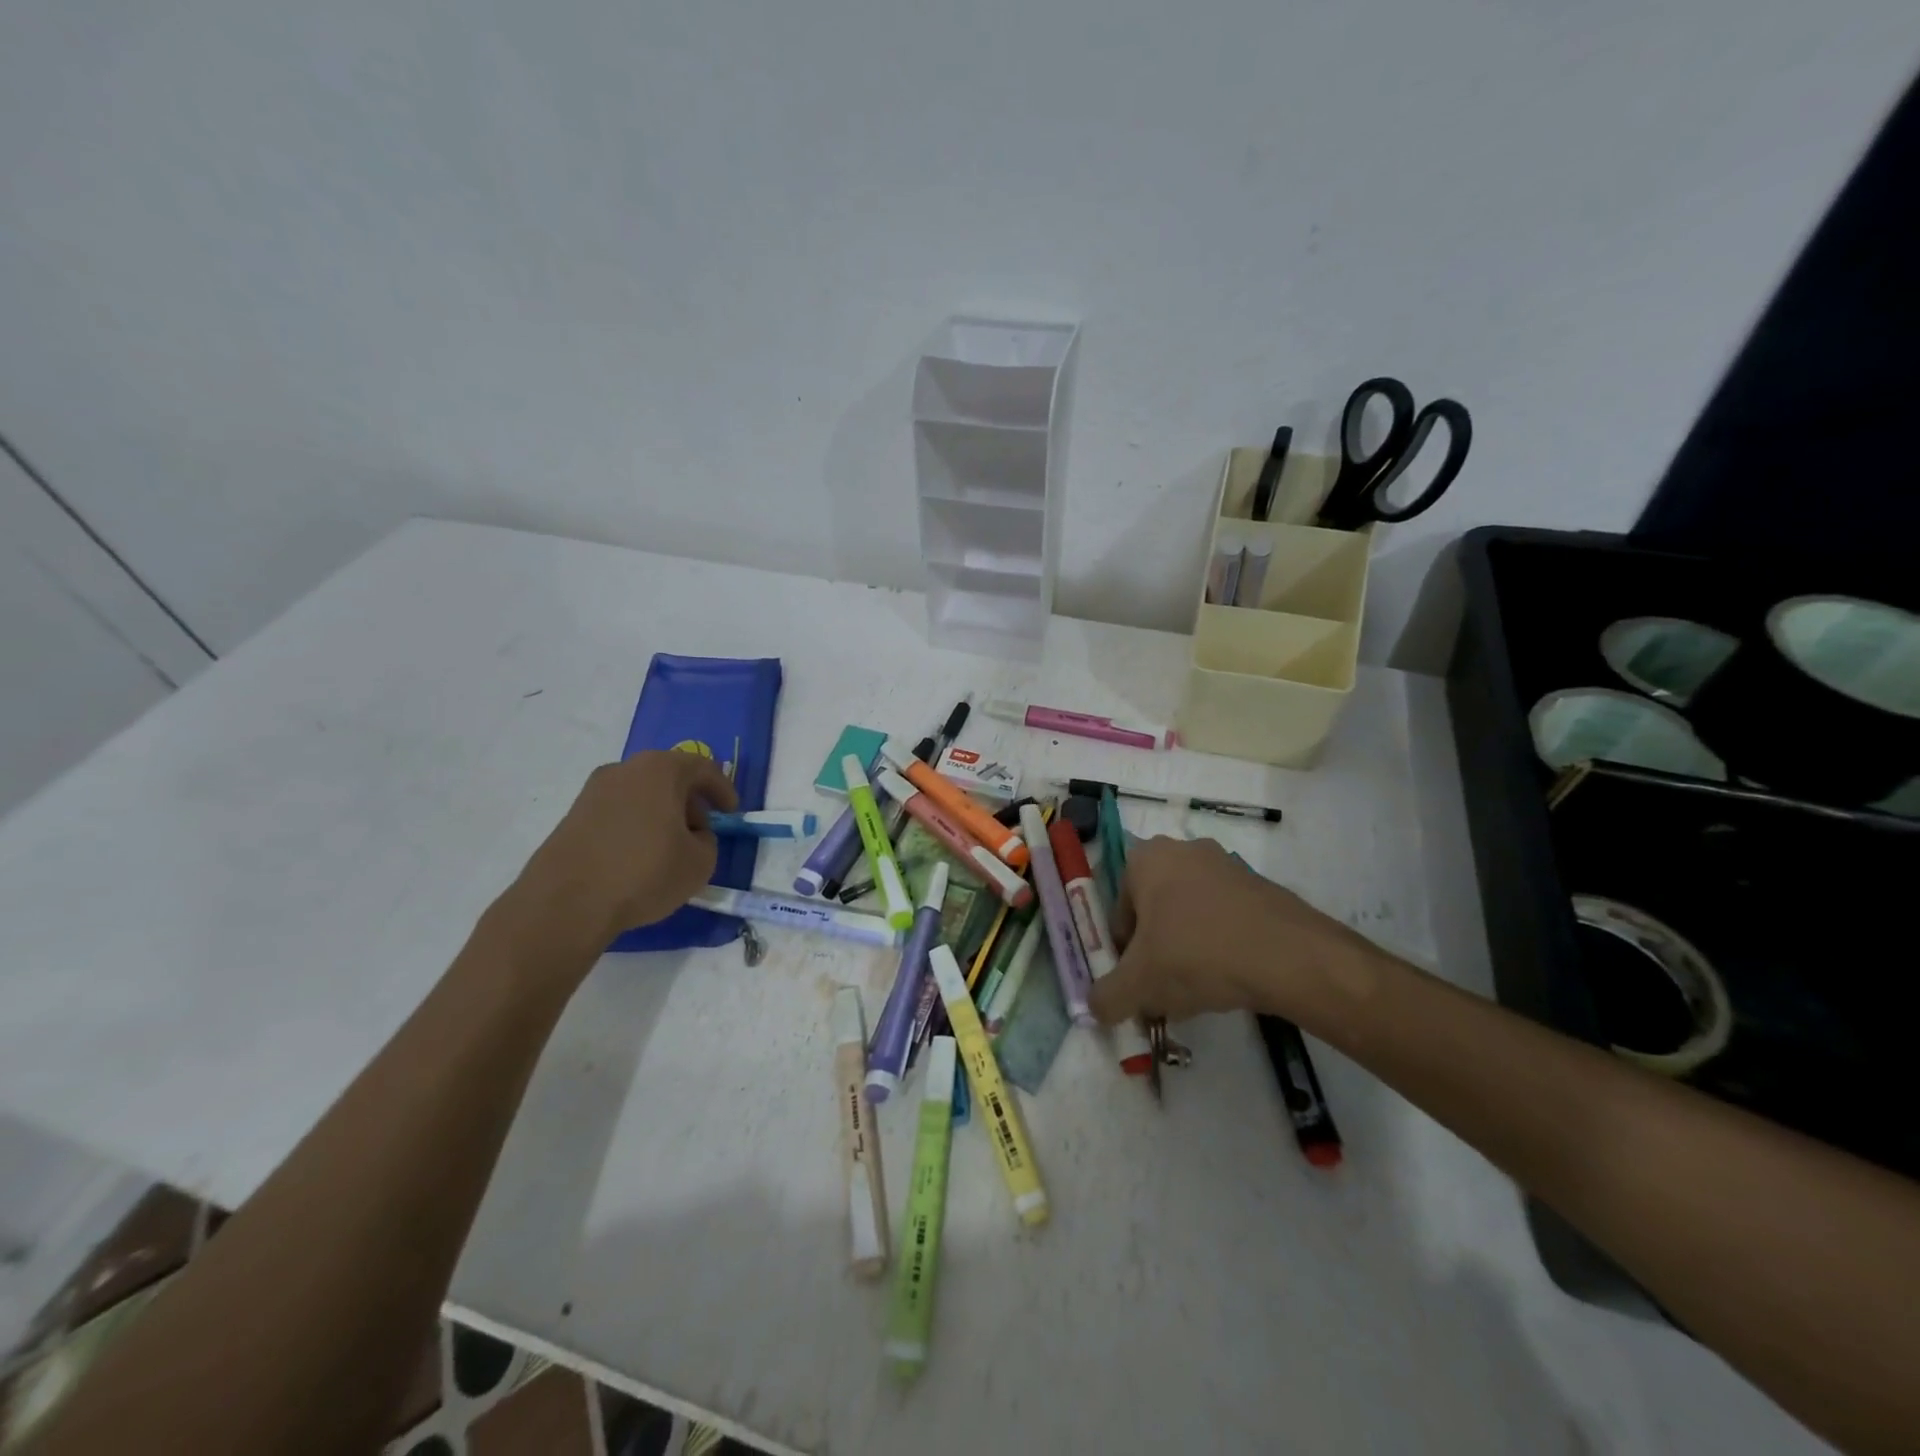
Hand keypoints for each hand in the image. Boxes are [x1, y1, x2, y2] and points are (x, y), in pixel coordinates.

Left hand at [502, 751, 738, 957]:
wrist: (566, 903)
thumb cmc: (644, 872)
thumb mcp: (701, 862)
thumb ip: (707, 840)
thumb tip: (692, 835)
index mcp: (661, 769)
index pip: (702, 768)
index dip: (723, 790)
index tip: (732, 813)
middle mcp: (625, 769)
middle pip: (669, 776)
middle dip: (690, 801)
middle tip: (702, 829)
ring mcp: (594, 791)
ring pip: (642, 793)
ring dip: (661, 813)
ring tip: (670, 847)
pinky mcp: (573, 815)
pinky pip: (619, 811)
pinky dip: (636, 825)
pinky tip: (639, 855)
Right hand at [1088, 836, 1385, 1024]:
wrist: (1288, 956)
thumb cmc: (1197, 955)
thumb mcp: (1139, 985)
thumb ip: (1107, 996)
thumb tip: (1095, 1006)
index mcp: (1145, 859)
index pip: (1118, 912)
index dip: (1123, 954)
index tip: (1138, 984)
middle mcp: (1182, 850)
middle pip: (1154, 911)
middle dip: (1156, 951)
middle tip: (1164, 989)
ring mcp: (1225, 864)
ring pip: (1190, 915)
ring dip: (1187, 949)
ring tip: (1199, 990)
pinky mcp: (1259, 885)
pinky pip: (1224, 918)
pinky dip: (1220, 945)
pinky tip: (1230, 978)